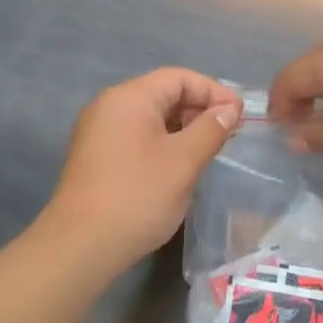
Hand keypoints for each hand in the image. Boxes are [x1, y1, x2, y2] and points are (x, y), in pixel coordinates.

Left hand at [44, 68, 243, 268]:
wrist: (82, 245)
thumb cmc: (139, 195)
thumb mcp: (184, 161)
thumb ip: (210, 129)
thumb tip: (228, 110)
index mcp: (129, 97)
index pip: (179, 78)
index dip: (214, 91)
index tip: (240, 115)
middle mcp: (109, 106)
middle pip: (162, 94)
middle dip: (199, 109)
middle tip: (228, 133)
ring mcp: (98, 132)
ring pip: (149, 118)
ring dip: (182, 128)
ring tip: (209, 150)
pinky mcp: (95, 157)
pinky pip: (135, 137)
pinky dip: (162, 143)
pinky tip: (179, 166)